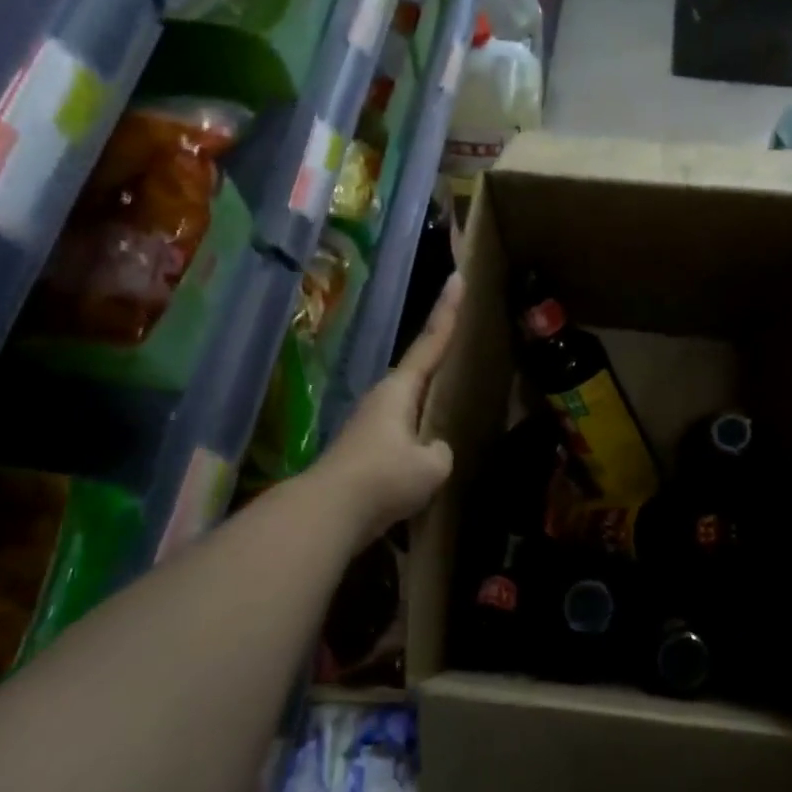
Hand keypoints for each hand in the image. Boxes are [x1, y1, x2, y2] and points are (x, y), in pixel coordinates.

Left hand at [317, 273, 462, 544]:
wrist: (328, 513)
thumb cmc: (383, 477)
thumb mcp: (430, 465)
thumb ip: (440, 451)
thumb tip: (433, 451)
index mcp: (400, 389)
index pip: (431, 342)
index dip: (447, 311)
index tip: (457, 278)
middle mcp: (382, 398)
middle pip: (417, 370)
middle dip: (439, 355)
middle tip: (463, 339)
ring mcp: (370, 424)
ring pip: (409, 404)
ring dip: (428, 401)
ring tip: (453, 402)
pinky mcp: (364, 450)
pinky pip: (401, 432)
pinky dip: (418, 432)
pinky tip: (429, 451)